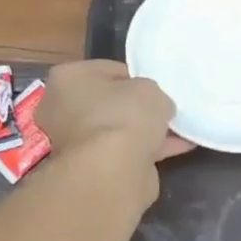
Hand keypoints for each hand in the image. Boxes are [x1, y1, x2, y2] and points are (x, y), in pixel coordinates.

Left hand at [37, 60, 194, 166]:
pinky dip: (148, 150)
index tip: (156, 89)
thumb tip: (154, 107)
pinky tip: (177, 148)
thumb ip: (151, 93)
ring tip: (178, 131)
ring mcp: (74, 141)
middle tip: (164, 110)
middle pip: (109, 102)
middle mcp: (62, 108)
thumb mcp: (150, 89)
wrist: (112, 170)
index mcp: (68, 77)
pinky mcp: (90, 167)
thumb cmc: (124, 115)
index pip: (109, 70)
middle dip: (136, 108)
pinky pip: (124, 152)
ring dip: (144, 131)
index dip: (136, 78)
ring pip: (117, 130)